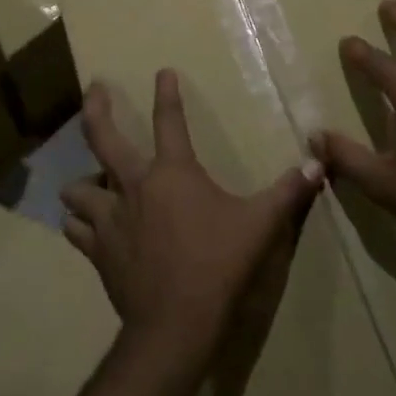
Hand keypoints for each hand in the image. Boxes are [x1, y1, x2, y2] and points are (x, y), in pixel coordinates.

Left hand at [61, 70, 323, 363]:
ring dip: (83, 181)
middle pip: (102, 138)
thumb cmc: (220, 264)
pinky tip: (86, 224)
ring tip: (90, 180)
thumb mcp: (262, 225)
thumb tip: (318, 164)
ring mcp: (111, 219)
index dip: (167, 93)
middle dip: (96, 109)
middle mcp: (134, 186)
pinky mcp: (99, 251)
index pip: (169, 120)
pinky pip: (77, 229)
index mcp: (173, 173)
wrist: (177, 323)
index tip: (162, 72)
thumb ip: (289, 192)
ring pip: (78, 189)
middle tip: (93, 89)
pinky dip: (79, 222)